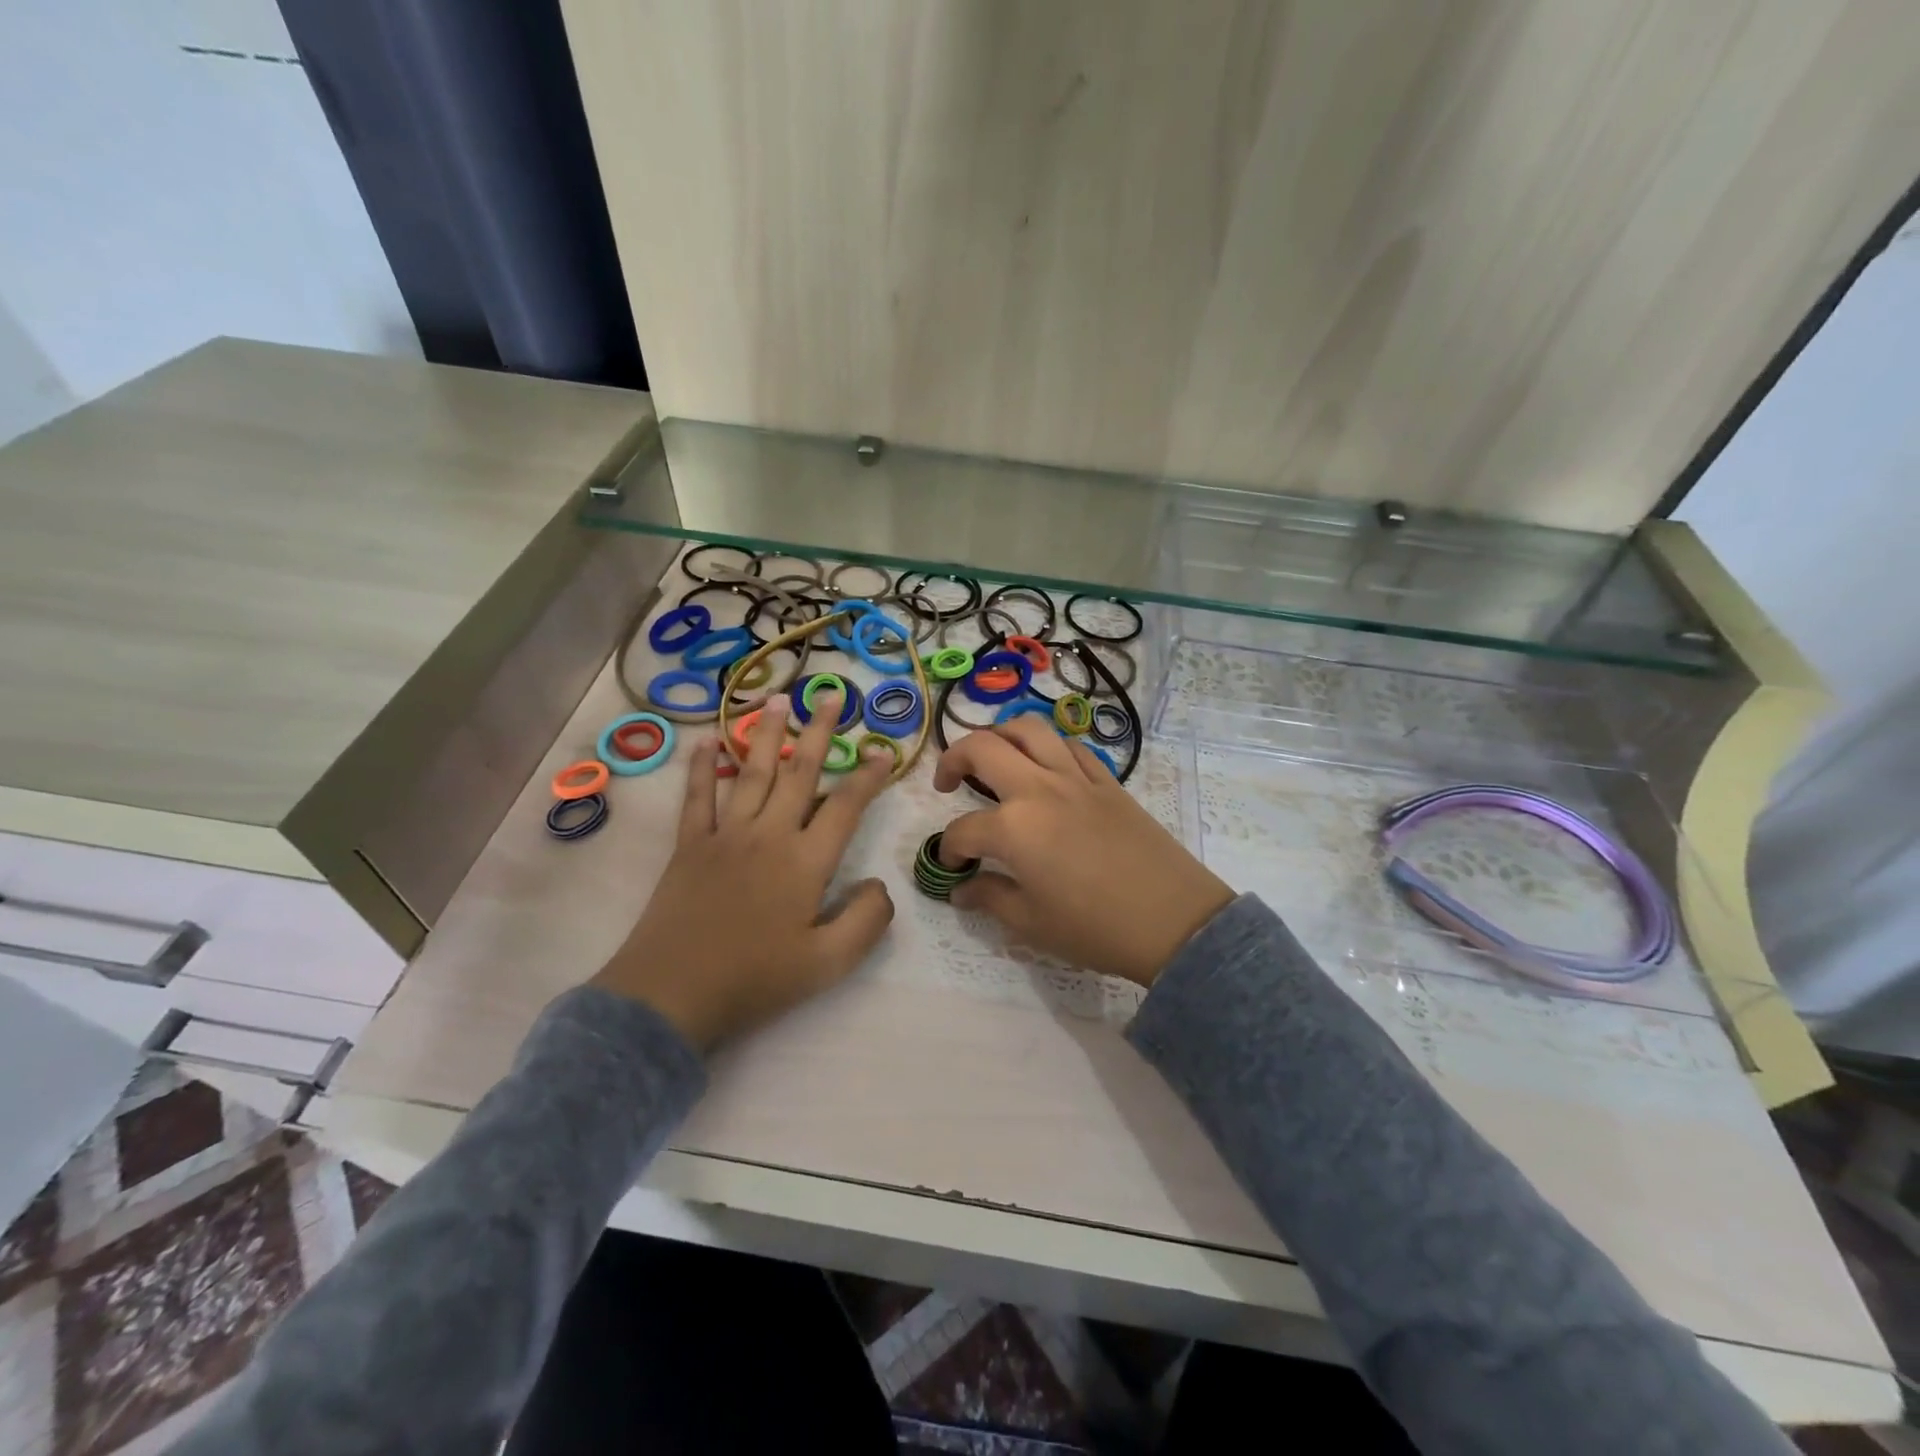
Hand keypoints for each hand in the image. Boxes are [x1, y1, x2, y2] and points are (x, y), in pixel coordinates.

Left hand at [593, 692, 895, 1049]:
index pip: (845, 806)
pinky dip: (703, 768)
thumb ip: (867, 920)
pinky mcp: (689, 846)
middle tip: (831, 696)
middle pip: (799, 773)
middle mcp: (769, 835)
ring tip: (777, 700)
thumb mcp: (829, 964)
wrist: (671, 996)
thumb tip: (879, 884)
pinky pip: (698, 798)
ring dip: (766, 734)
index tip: (884, 752)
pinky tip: (708, 741)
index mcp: (806, 862)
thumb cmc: (755, 980)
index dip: (868, 777)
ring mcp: (725, 836)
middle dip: (819, 732)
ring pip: (752, 773)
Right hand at [934, 720, 1233, 986]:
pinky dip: (1047, 747)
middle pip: (983, 749)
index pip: (963, 830)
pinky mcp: (1107, 781)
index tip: (953, 868)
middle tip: (947, 782)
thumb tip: (963, 889)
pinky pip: (1070, 746)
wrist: (1173, 920)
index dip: (949, 850)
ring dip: (999, 735)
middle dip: (953, 759)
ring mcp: (1076, 778)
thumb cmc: (1095, 928)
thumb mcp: (1031, 923)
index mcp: (1013, 827)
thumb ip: (989, 897)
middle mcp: (1039, 789)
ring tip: (992, 756)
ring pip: (1029, 729)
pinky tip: (1044, 767)